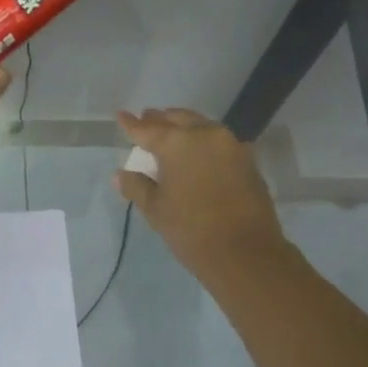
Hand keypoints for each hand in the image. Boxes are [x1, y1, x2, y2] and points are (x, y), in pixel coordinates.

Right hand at [115, 108, 291, 287]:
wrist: (245, 252)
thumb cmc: (191, 230)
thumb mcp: (156, 209)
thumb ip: (136, 186)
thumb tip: (120, 175)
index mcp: (176, 143)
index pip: (147, 129)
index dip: (131, 124)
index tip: (121, 114)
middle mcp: (204, 134)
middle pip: (177, 119)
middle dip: (159, 119)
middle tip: (146, 118)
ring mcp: (230, 144)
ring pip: (201, 125)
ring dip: (183, 125)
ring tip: (170, 129)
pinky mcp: (247, 158)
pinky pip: (219, 139)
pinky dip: (203, 139)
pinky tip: (197, 149)